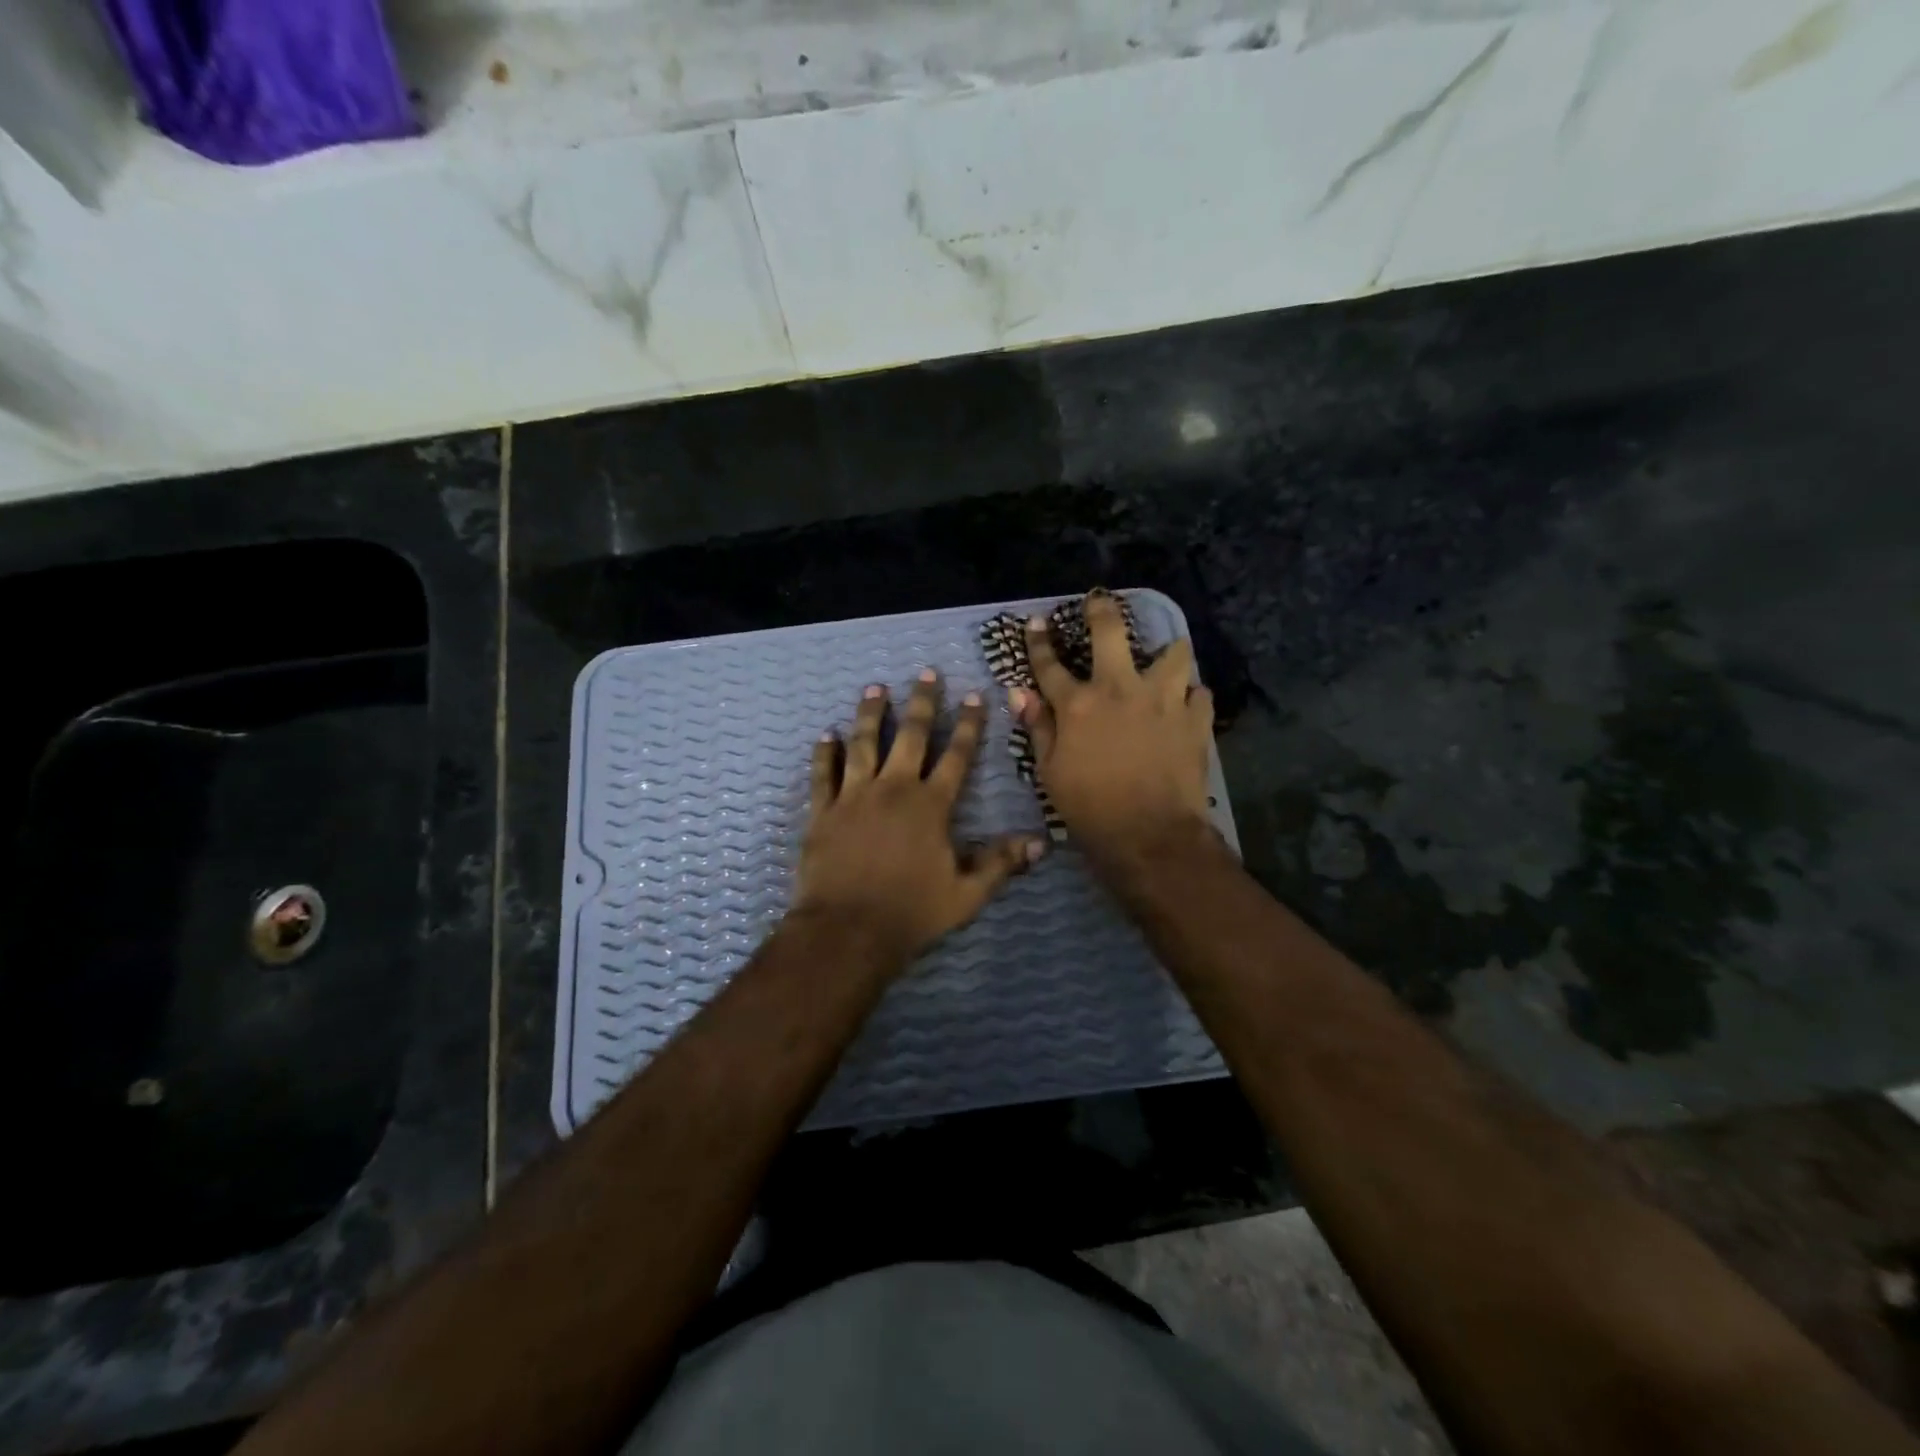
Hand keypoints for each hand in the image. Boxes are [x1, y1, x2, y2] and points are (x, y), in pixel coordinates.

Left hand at [793, 671, 1045, 964]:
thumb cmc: (911, 912)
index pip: (956, 755)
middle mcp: (894, 788)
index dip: (968, 725)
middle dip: (922, 703)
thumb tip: (1040, 843)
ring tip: (875, 688)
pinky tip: (826, 735)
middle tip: (926, 673)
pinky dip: (825, 753)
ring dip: (871, 714)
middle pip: (910, 735)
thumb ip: (1000, 864)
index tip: (973, 696)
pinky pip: (824, 773)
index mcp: (931, 805)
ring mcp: (854, 796)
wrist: (846, 931)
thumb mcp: (966, 894)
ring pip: (864, 743)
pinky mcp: (823, 811)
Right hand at [1012, 589, 1215, 870]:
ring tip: (1166, 654)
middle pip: (1110, 633)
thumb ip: (1038, 727)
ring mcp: (1163, 700)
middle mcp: (1120, 689)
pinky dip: (1192, 694)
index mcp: (1079, 704)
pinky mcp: (1196, 718)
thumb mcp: (1050, 772)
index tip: (1035, 622)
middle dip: (1102, 610)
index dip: (1039, 642)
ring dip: (1167, 651)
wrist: (1151, 835)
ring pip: (1173, 654)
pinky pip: (1199, 692)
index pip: (1050, 665)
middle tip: (1100, 599)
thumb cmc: (1090, 808)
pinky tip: (1187, 702)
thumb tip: (1020, 693)